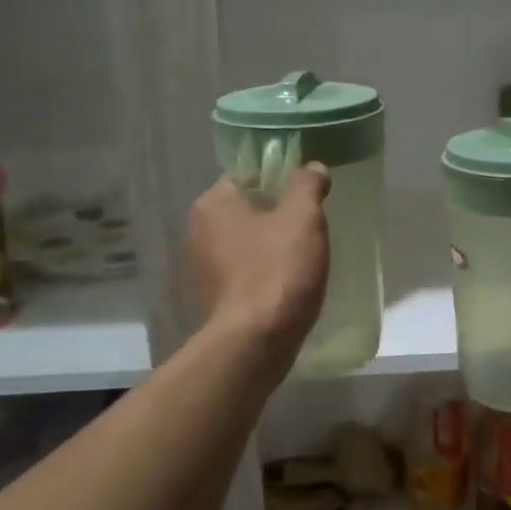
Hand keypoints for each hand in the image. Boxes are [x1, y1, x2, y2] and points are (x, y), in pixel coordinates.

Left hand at [187, 166, 331, 356]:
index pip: (247, 177)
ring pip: (244, 245)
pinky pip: (243, 274)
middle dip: (275, 217)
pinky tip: (286, 285)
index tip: (306, 197)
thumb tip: (313, 167)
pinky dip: (262, 275)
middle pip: (245, 211)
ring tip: (302, 259)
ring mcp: (201, 269)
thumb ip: (307, 185)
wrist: (255, 342)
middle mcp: (197, 231)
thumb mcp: (303, 218)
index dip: (279, 182)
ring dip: (269, 248)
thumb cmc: (278, 270)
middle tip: (309, 229)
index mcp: (212, 204)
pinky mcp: (212, 299)